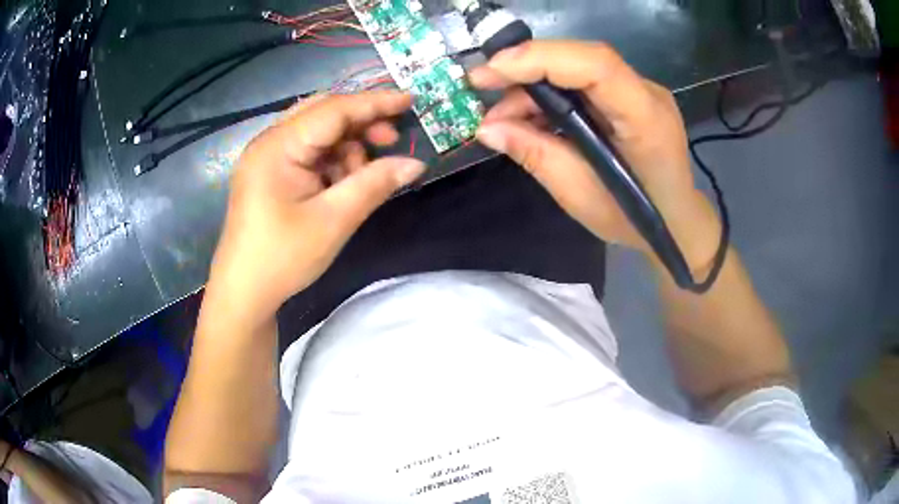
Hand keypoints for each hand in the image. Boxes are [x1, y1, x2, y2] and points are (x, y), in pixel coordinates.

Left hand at [207, 91, 424, 323]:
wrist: (244, 293)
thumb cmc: (282, 258)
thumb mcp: (333, 221)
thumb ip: (374, 184)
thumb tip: (416, 164)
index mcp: (278, 146)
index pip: (333, 109)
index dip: (375, 103)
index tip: (411, 99)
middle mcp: (269, 142)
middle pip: (323, 114)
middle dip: (360, 123)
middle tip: (391, 141)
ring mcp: (267, 157)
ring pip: (317, 133)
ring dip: (347, 146)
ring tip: (362, 176)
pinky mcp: (269, 173)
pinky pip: (308, 153)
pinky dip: (331, 161)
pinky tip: (342, 184)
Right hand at [470, 41, 720, 273]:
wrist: (677, 223)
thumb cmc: (636, 220)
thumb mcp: (580, 196)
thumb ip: (536, 155)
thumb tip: (487, 128)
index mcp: (645, 119)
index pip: (595, 65)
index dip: (539, 59)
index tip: (489, 73)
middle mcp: (646, 93)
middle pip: (581, 59)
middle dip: (525, 69)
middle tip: (482, 89)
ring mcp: (640, 91)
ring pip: (577, 68)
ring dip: (534, 86)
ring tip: (502, 118)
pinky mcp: (630, 96)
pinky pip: (584, 83)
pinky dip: (551, 95)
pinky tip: (529, 117)